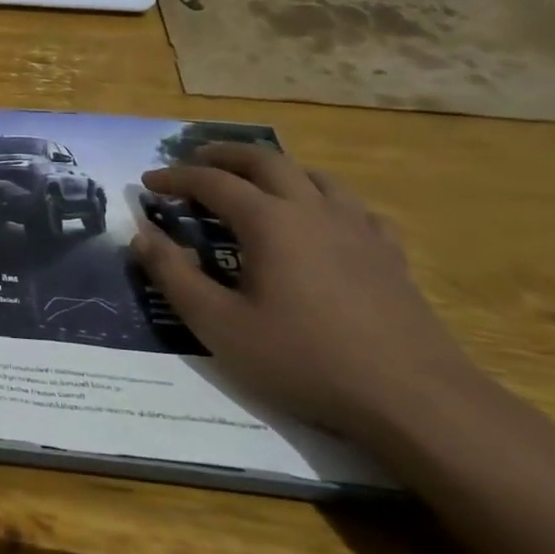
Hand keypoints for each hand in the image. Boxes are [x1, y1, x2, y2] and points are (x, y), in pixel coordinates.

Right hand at [129, 143, 483, 442]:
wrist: (413, 398)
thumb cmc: (304, 359)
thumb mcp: (219, 324)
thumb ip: (173, 275)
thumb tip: (141, 235)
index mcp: (270, 222)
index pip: (212, 182)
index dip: (175, 177)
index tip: (147, 182)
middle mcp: (313, 210)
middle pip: (265, 161)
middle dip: (224, 155)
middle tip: (195, 159)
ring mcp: (358, 229)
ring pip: (313, 175)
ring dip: (275, 168)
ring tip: (254, 179)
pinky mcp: (389, 254)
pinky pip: (352, 206)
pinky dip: (323, 198)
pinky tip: (322, 219)